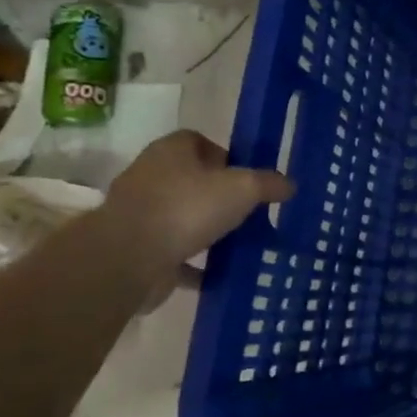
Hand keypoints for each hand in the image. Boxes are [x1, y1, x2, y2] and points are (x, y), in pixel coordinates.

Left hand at [103, 131, 293, 279]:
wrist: (127, 259)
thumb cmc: (187, 208)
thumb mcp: (243, 189)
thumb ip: (269, 184)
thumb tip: (290, 185)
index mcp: (171, 151)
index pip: (199, 141)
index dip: (226, 156)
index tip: (247, 178)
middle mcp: (149, 175)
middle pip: (191, 179)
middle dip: (219, 195)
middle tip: (248, 212)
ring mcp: (138, 213)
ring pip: (181, 216)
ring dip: (205, 229)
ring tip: (237, 243)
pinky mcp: (134, 248)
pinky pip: (172, 252)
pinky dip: (193, 263)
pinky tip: (217, 275)